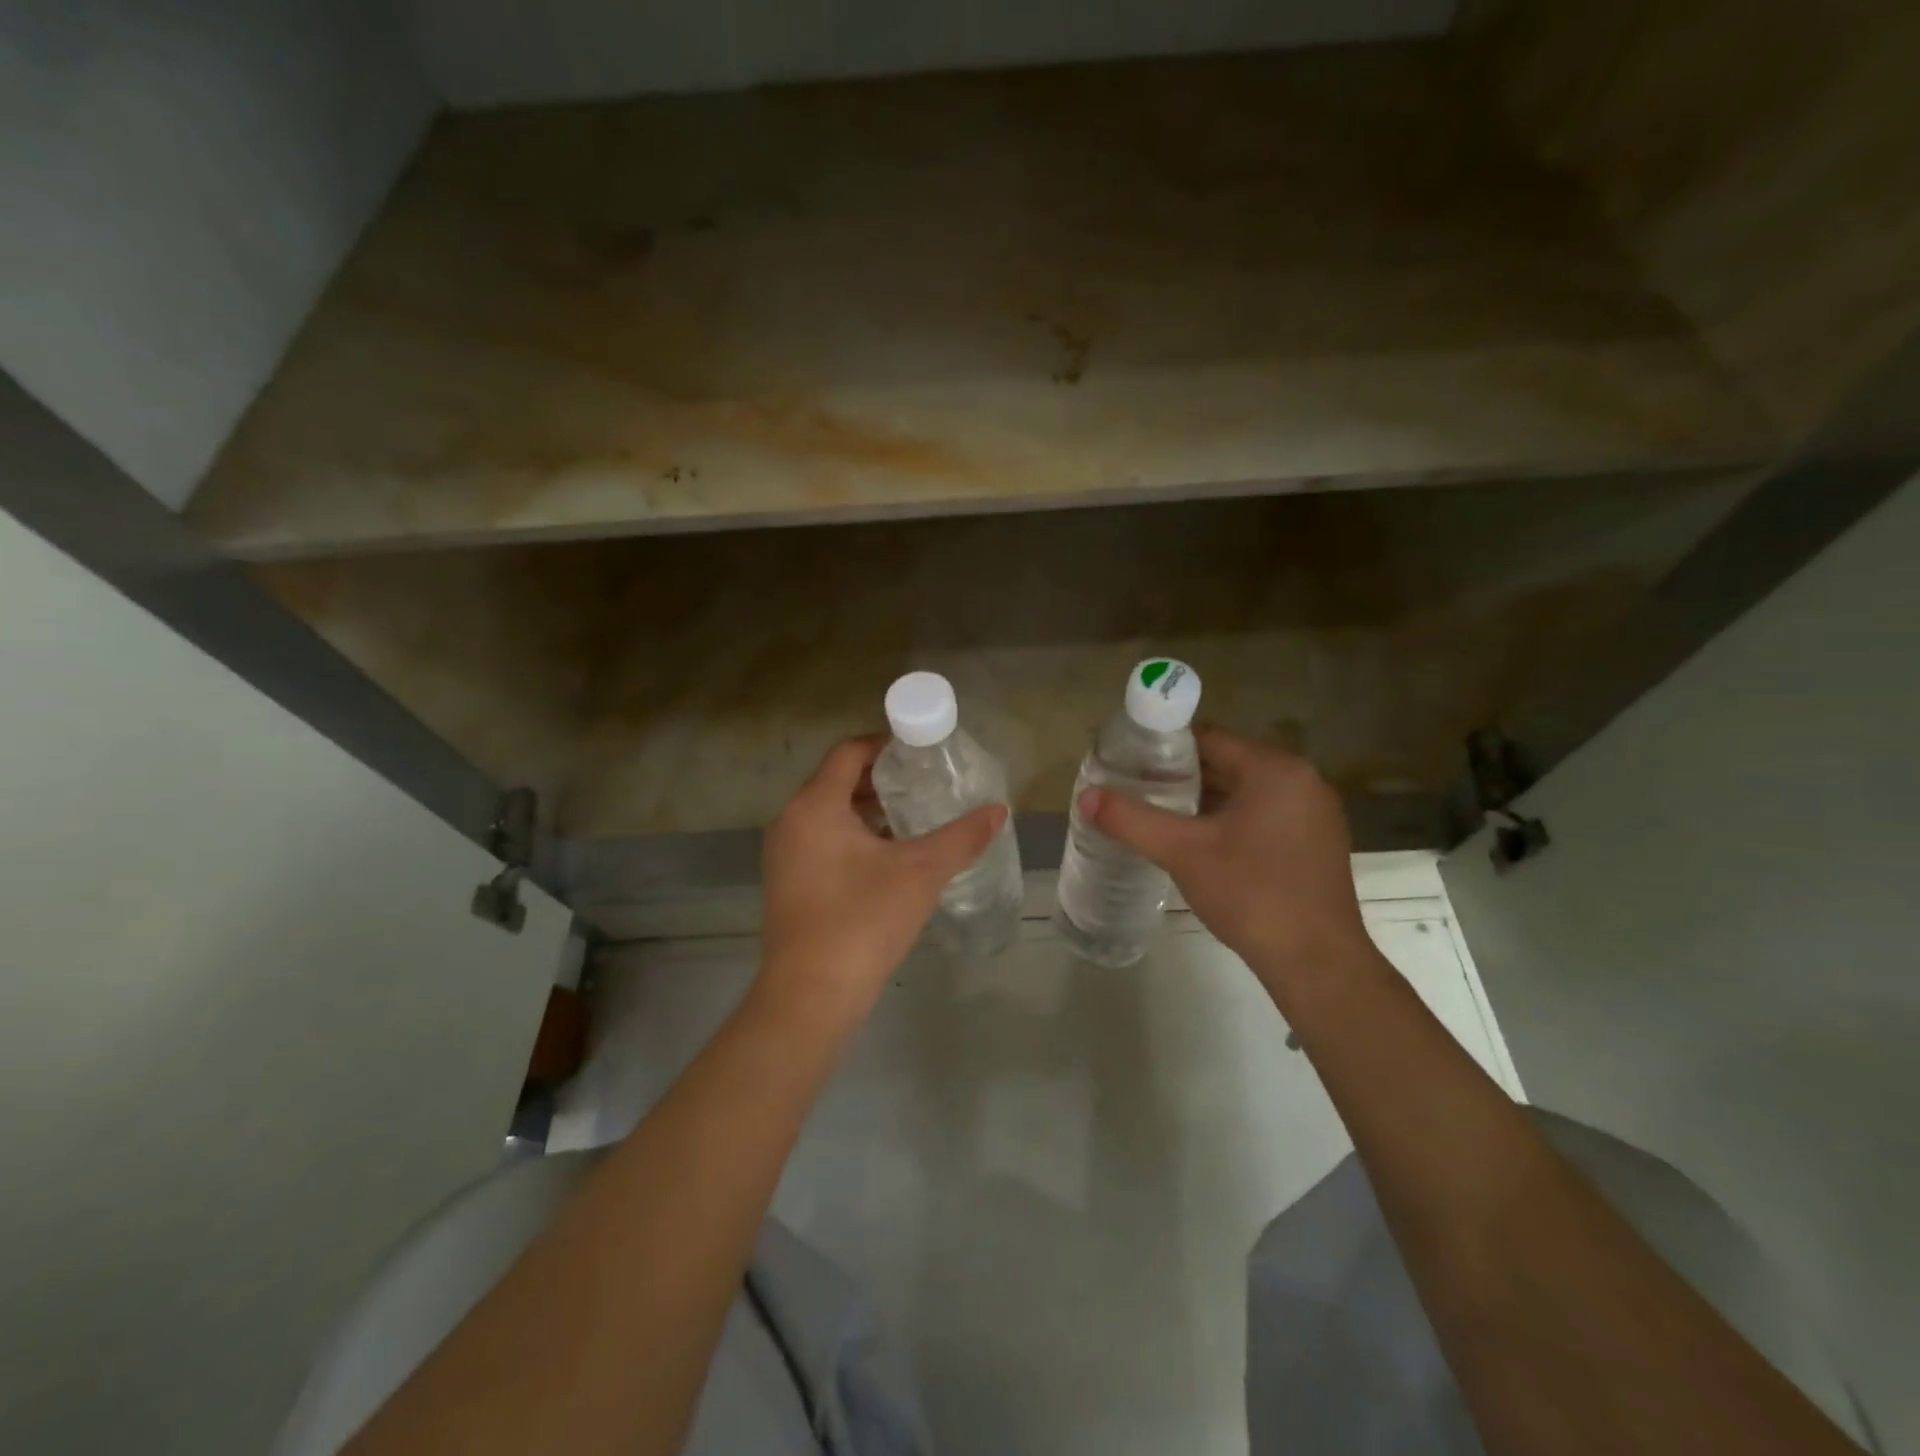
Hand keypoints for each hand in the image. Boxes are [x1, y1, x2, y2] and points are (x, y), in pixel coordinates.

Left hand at [761, 736, 1004, 1013]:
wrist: (811, 997)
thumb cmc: (863, 921)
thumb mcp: (920, 873)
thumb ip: (962, 837)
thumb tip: (998, 811)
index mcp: (814, 806)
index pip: (849, 752)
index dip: (886, 745)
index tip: (922, 751)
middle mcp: (791, 822)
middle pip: (838, 781)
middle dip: (882, 779)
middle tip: (926, 783)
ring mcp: (785, 855)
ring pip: (830, 814)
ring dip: (869, 810)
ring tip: (914, 817)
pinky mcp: (788, 884)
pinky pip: (822, 841)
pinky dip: (853, 837)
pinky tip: (889, 857)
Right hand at [1080, 728, 1375, 1002]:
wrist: (1316, 963)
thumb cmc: (1252, 894)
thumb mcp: (1183, 852)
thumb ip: (1131, 820)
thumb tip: (1085, 797)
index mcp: (1275, 770)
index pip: (1208, 740)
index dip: (1163, 750)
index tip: (1129, 764)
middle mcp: (1302, 782)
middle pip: (1226, 765)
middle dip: (1180, 778)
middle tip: (1135, 792)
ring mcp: (1313, 814)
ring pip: (1243, 794)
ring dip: (1203, 803)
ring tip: (1157, 817)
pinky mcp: (1315, 844)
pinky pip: (1262, 816)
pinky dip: (1229, 822)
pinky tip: (1199, 845)